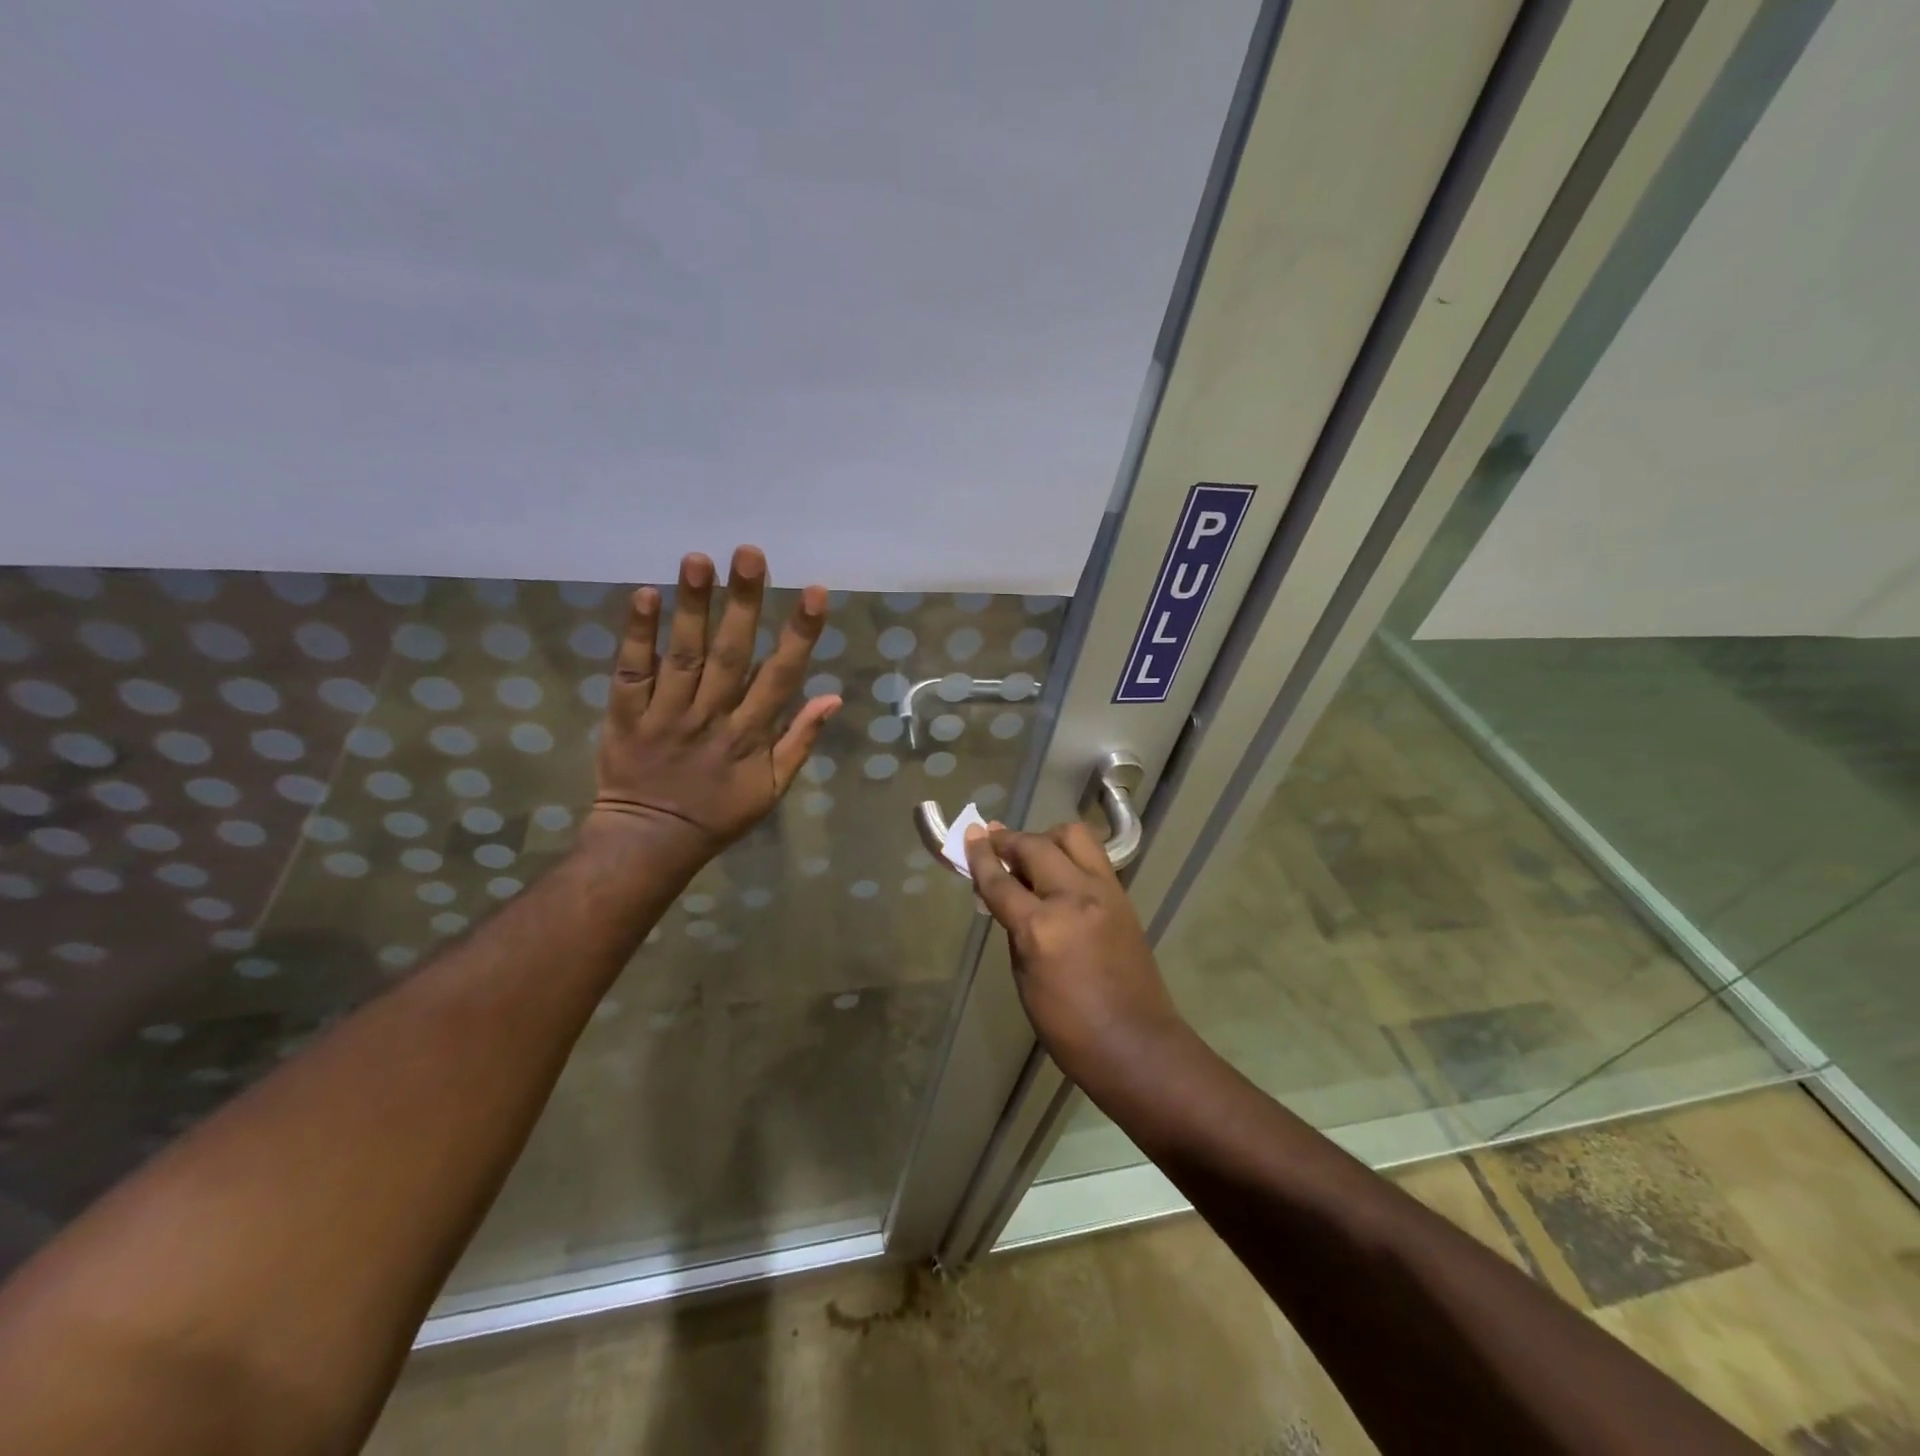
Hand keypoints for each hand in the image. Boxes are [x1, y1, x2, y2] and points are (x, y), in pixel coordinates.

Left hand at [589, 546, 840, 866]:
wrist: (650, 841)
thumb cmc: (719, 813)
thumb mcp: (773, 788)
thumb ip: (800, 740)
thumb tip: (832, 697)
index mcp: (750, 735)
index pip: (781, 676)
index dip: (800, 634)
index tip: (815, 592)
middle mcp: (710, 717)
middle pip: (729, 654)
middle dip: (743, 603)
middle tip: (749, 553)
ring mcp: (665, 714)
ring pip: (682, 655)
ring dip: (691, 606)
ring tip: (698, 559)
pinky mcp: (625, 715)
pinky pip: (631, 671)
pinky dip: (636, 635)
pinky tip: (643, 595)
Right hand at [964, 821, 1187, 1090]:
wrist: (1134, 1044)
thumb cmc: (1068, 1026)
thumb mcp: (1024, 978)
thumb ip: (1015, 928)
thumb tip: (1007, 896)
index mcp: (1041, 927)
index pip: (1000, 880)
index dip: (980, 856)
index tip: (969, 835)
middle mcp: (1074, 897)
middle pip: (1035, 846)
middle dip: (1009, 841)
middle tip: (994, 844)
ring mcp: (1104, 892)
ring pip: (1073, 836)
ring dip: (1046, 838)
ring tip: (1034, 854)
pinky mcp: (1123, 896)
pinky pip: (1094, 856)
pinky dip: (1071, 854)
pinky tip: (1060, 870)